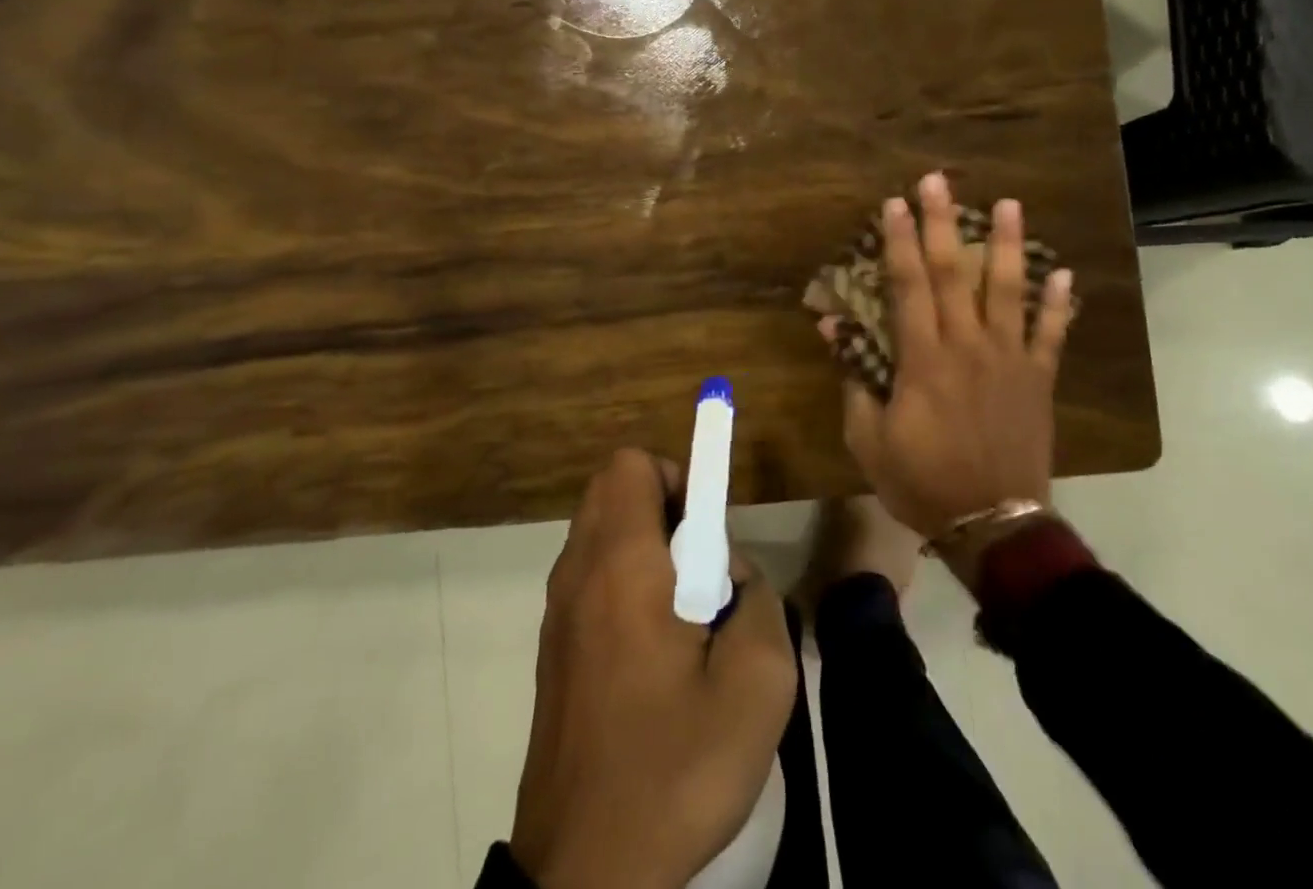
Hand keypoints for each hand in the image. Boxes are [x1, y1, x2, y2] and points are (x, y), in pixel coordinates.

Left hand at [510, 449, 796, 888]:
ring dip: (645, 544)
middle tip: (702, 568)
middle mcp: (579, 570)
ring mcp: (558, 608)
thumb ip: (759, 602)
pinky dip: (624, 579)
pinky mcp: (553, 644)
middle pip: (613, 488)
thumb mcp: (757, 687)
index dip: (679, 476)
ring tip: (683, 615)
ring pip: (601, 530)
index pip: (633, 464)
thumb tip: (734, 576)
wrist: (584, 872)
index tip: (709, 533)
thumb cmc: (672, 770)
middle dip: (665, 505)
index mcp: (621, 564)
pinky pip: (591, 573)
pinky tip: (654, 652)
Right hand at [823, 172, 1073, 542]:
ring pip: (1008, 291)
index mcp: (923, 359)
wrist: (992, 524)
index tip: (894, 203)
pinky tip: (1065, 272)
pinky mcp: (1038, 379)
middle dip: (942, 224)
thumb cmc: (921, 481)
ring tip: (1009, 205)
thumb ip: (853, 378)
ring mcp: (1009, 360)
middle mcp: (968, 346)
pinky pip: (1052, 335)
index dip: (898, 241)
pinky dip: (1059, 304)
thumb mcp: (868, 437)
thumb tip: (834, 327)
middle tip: (938, 180)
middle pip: (953, 274)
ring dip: (1007, 245)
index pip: (907, 286)